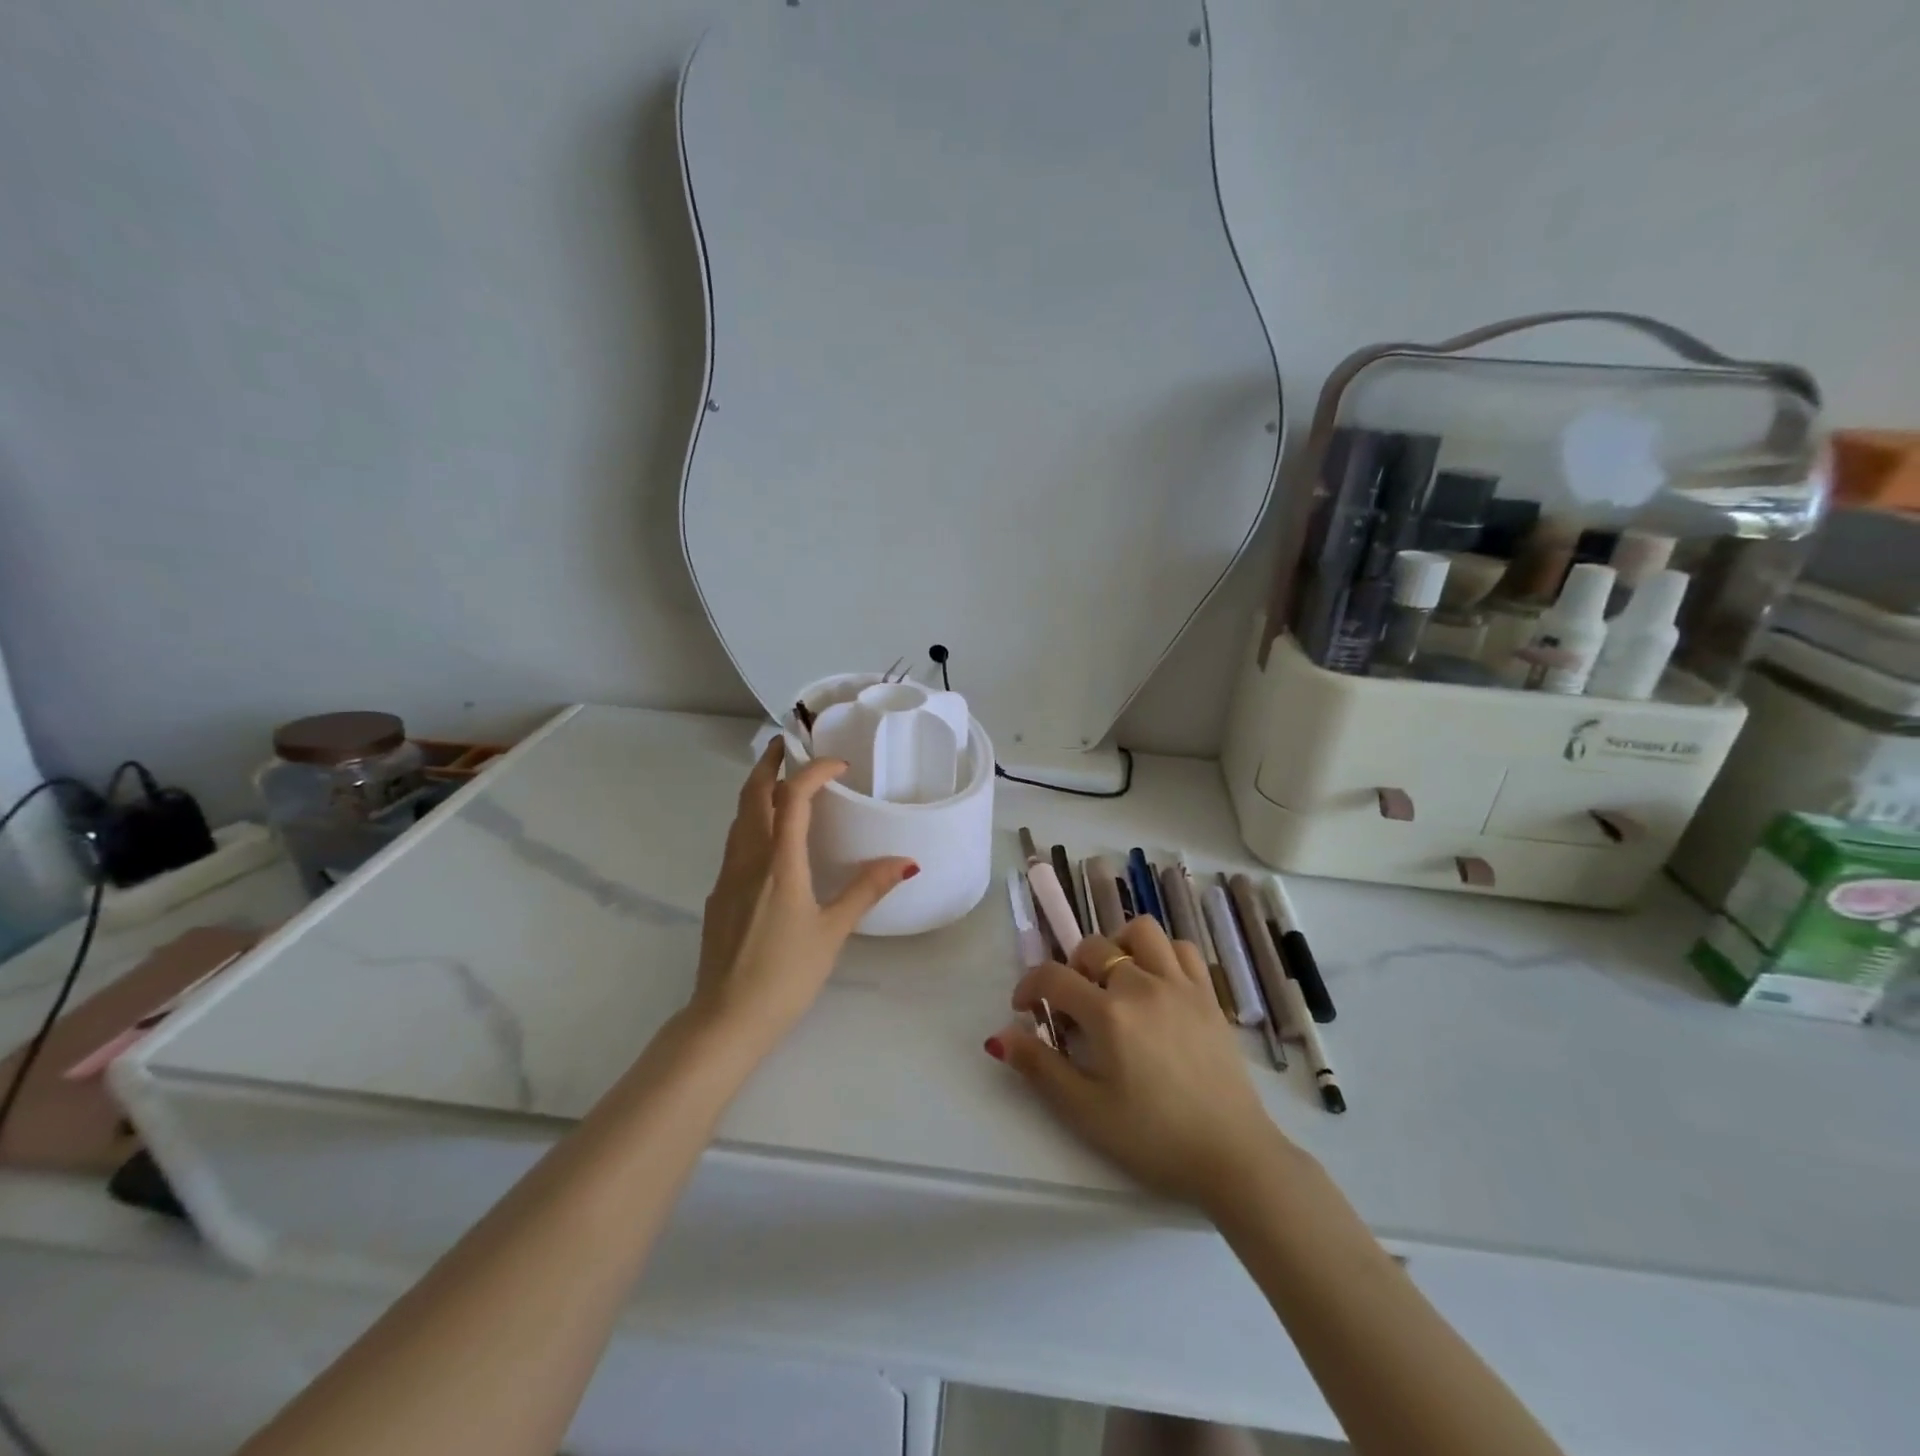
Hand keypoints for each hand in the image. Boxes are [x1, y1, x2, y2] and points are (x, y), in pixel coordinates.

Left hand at [690, 740, 916, 1047]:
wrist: (726, 1018)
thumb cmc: (785, 974)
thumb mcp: (833, 931)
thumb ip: (866, 890)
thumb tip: (906, 862)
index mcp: (779, 862)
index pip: (793, 797)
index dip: (814, 771)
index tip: (839, 765)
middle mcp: (748, 858)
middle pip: (752, 795)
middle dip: (769, 764)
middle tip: (788, 745)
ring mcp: (728, 876)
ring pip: (739, 817)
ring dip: (756, 790)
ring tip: (779, 782)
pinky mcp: (719, 895)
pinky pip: (735, 842)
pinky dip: (751, 821)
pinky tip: (768, 839)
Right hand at [988, 915, 1285, 1210]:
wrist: (1232, 1156)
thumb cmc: (1153, 1139)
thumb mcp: (1086, 1111)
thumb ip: (1040, 1067)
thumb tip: (1000, 1037)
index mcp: (1109, 1014)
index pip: (1053, 977)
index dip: (1029, 987)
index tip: (1024, 1010)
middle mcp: (1142, 985)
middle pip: (1093, 947)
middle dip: (1070, 969)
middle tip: (1073, 1008)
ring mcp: (1180, 985)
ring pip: (1141, 932)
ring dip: (1118, 946)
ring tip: (1114, 979)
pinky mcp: (1208, 995)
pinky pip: (1182, 949)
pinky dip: (1162, 954)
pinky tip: (1155, 983)